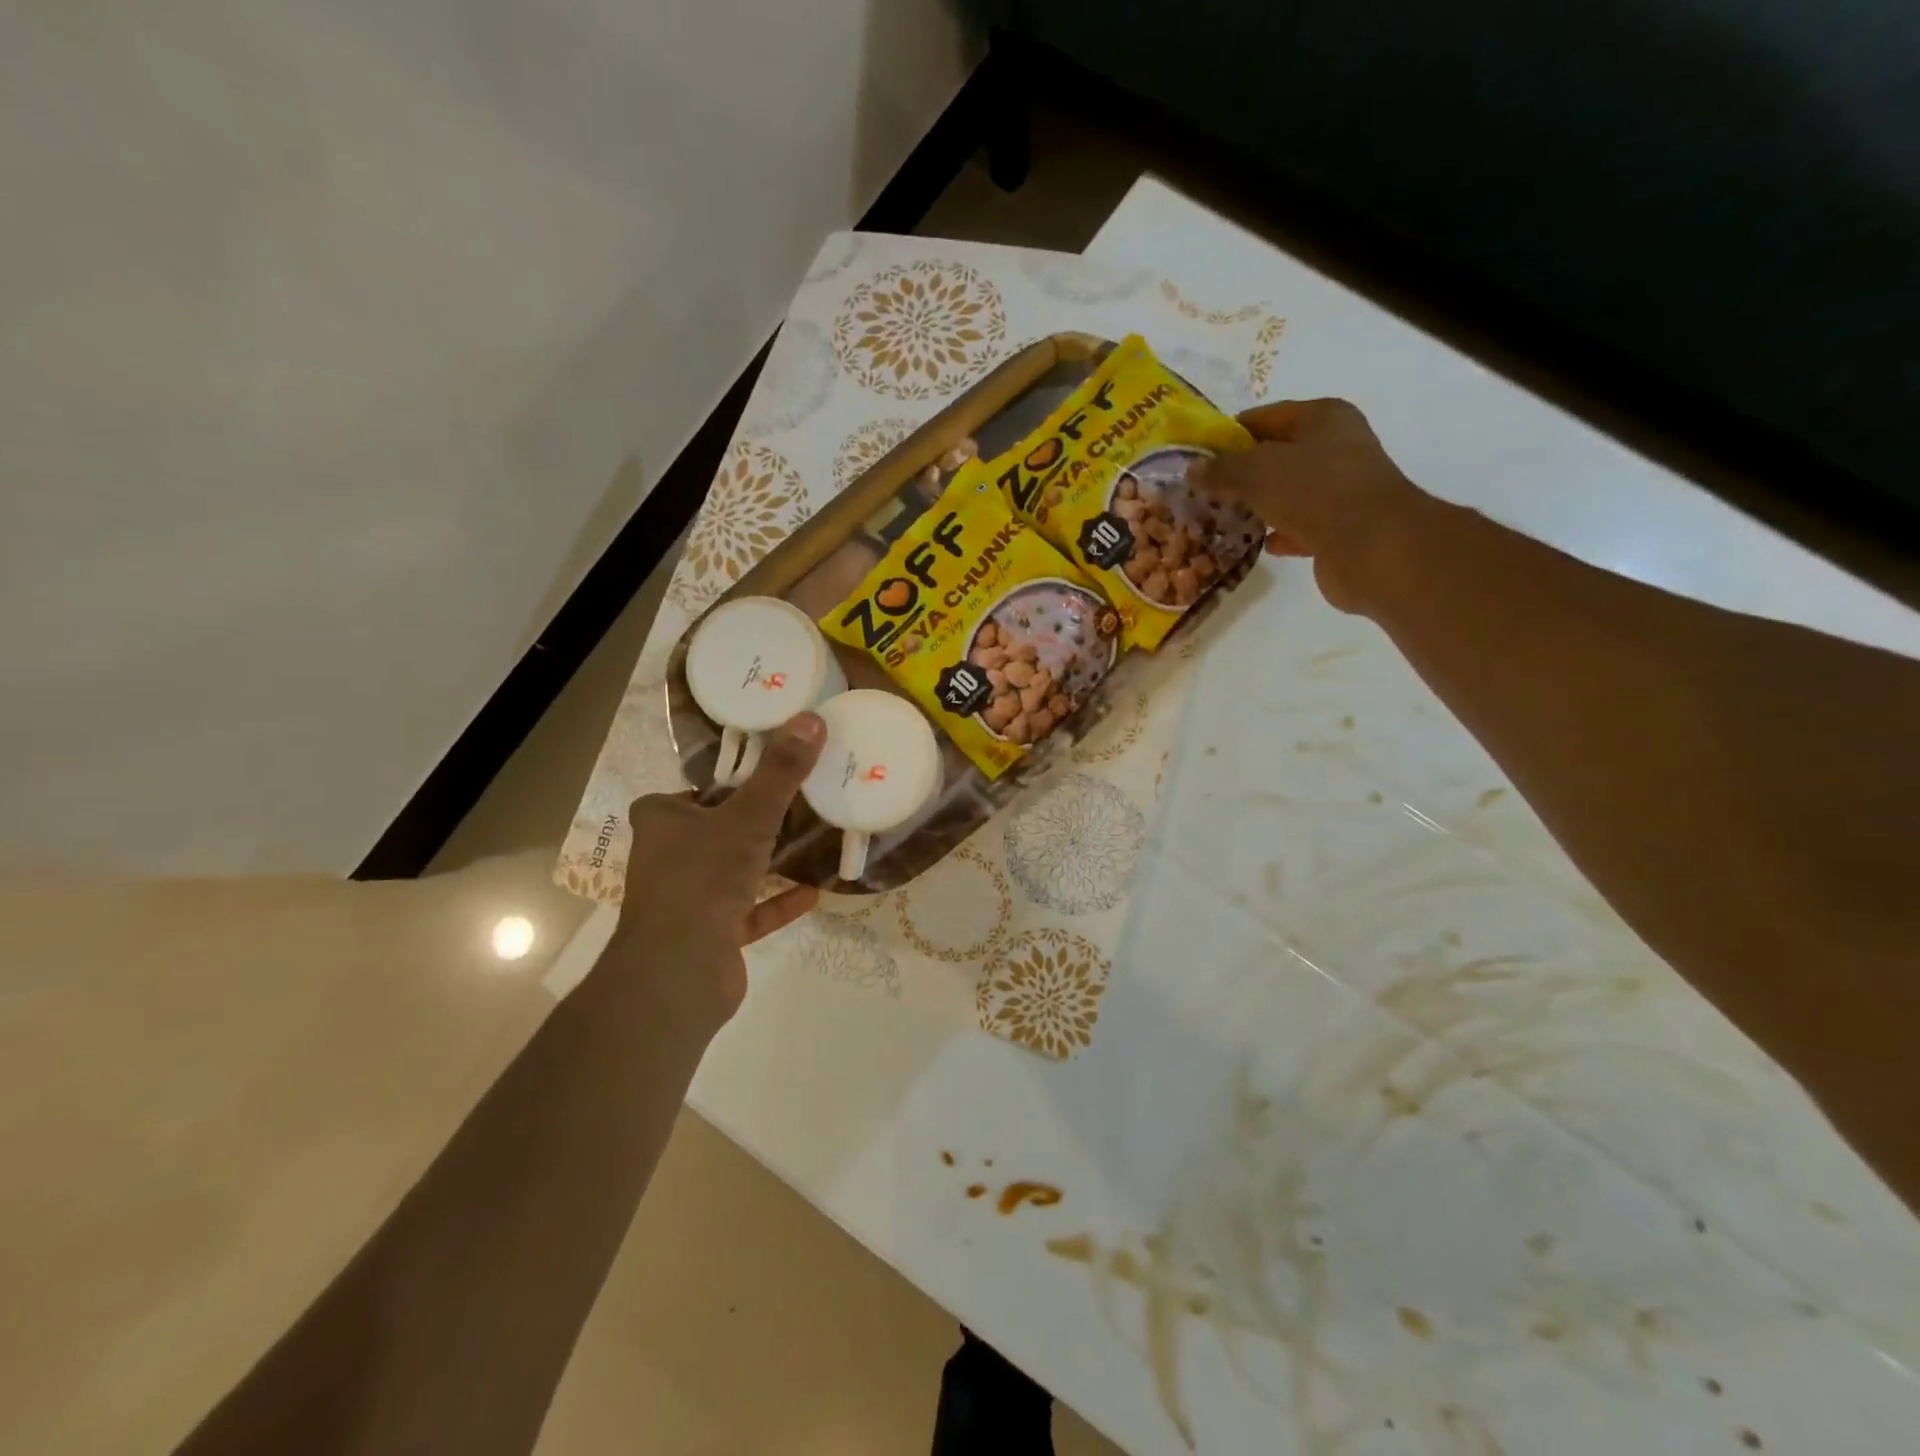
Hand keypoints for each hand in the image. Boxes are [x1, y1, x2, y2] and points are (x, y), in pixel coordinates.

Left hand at [607, 713, 825, 1025]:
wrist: (679, 970)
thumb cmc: (704, 878)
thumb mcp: (749, 816)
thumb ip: (780, 772)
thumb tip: (812, 718)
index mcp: (661, 822)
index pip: (687, 794)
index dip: (721, 785)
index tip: (762, 777)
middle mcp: (666, 858)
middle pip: (711, 831)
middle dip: (750, 822)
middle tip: (796, 804)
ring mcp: (685, 901)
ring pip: (729, 873)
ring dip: (764, 862)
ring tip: (806, 843)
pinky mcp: (707, 936)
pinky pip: (747, 913)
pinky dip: (776, 903)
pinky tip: (812, 894)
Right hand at [1192, 398, 1432, 613]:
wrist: (1371, 546)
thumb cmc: (1313, 491)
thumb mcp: (1255, 472)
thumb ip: (1221, 469)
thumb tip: (1193, 470)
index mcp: (1322, 418)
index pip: (1265, 418)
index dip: (1229, 435)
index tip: (1198, 458)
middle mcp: (1337, 447)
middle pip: (1276, 457)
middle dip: (1241, 475)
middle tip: (1204, 493)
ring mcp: (1342, 489)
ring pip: (1288, 493)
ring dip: (1259, 506)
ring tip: (1222, 520)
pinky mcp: (1342, 527)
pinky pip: (1301, 526)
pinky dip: (1280, 533)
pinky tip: (1258, 544)